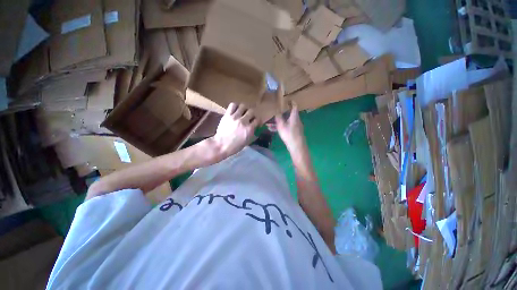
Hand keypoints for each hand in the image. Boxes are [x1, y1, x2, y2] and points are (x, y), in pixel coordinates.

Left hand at [212, 103, 258, 157]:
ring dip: (244, 109)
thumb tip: (257, 128)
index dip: (257, 120)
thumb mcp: (247, 142)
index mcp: (249, 129)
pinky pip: (233, 105)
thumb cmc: (235, 146)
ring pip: (243, 106)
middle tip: (249, 117)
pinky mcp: (227, 115)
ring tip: (242, 113)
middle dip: (251, 114)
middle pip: (251, 111)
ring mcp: (235, 117)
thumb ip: (253, 134)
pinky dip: (235, 106)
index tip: (255, 122)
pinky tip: (235, 110)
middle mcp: (243, 121)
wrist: (221, 145)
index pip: (257, 120)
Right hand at [268, 104, 306, 152]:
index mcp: (294, 116)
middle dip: (280, 114)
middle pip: (288, 115)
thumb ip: (278, 118)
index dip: (292, 102)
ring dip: (278, 122)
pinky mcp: (294, 132)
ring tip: (268, 124)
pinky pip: (286, 127)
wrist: (297, 146)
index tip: (288, 100)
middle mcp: (296, 120)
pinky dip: (280, 127)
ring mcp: (295, 127)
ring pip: (285, 122)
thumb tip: (277, 112)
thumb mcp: (281, 125)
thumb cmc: (289, 134)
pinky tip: (272, 130)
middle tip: (274, 113)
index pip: (294, 106)